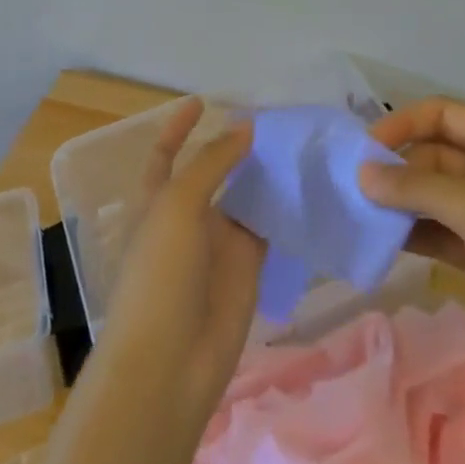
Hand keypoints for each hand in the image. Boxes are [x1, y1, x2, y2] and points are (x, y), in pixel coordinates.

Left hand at [98, 98, 265, 427]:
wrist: (170, 362)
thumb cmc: (159, 273)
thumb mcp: (178, 205)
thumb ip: (212, 162)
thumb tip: (245, 127)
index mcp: (158, 199)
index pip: (167, 153)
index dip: (179, 127)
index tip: (202, 101)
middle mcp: (188, 215)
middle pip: (213, 170)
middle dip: (235, 146)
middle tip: (272, 119)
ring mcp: (219, 241)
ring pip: (245, 195)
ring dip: (264, 173)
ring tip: (296, 142)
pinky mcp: (247, 265)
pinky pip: (268, 226)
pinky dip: (283, 207)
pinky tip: (306, 183)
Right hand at [359, 96, 464, 335]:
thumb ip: (416, 188)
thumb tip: (361, 173)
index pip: (442, 114)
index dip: (402, 124)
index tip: (364, 149)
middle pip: (437, 155)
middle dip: (399, 170)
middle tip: (356, 191)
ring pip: (438, 196)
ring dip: (404, 203)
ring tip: (362, 217)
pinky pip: (444, 232)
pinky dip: (417, 233)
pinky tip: (385, 242)